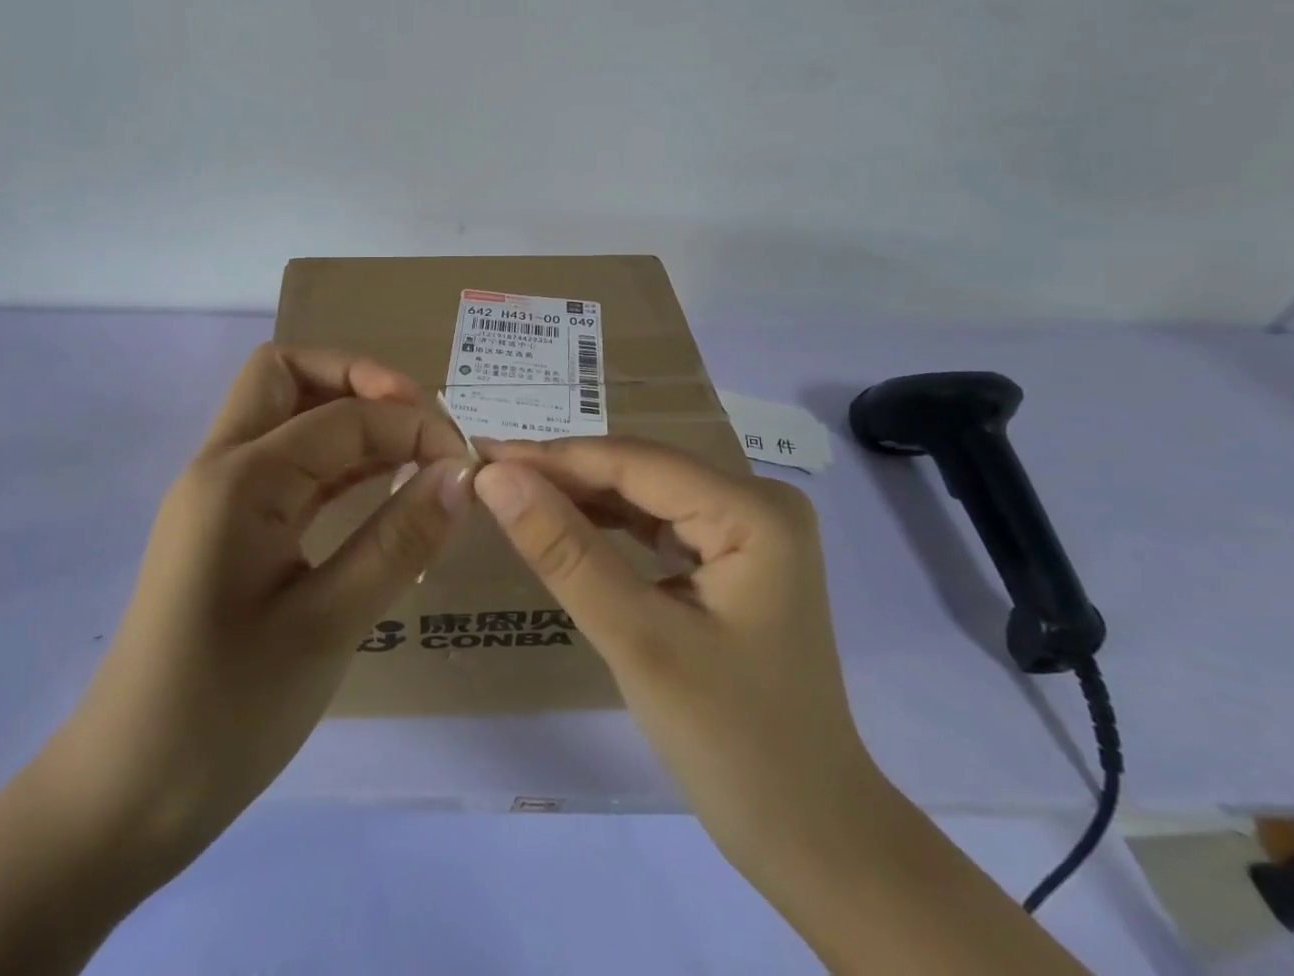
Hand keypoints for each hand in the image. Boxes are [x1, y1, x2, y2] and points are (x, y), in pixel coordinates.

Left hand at [48, 344, 471, 874]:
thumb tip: (462, 474)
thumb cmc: (225, 713)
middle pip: (288, 375)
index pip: (342, 415)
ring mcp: (220, 496)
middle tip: (418, 422)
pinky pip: (286, 464)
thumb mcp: (326, 626)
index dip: (410, 425)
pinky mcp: (228, 528)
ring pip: (284, 413)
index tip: (464, 463)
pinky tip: (378, 486)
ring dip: (347, 414)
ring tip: (412, 450)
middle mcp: (221, 466)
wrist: (123, 799)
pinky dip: (334, 458)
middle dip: (358, 379)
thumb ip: (398, 540)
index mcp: (240, 478)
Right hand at [475, 439, 1096, 975]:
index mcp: (753, 510)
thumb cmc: (733, 743)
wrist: (813, 839)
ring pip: (645, 494)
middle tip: (486, 475)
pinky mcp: (733, 556)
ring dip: (580, 497)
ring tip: (512, 494)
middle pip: (641, 472)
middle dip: (563, 475)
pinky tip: (564, 525)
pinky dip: (608, 526)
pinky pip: (658, 524)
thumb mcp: (638, 640)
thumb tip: (495, 477)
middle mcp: (757, 502)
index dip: (551, 457)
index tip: (480, 454)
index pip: (633, 462)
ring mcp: (749, 529)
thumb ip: (564, 551)